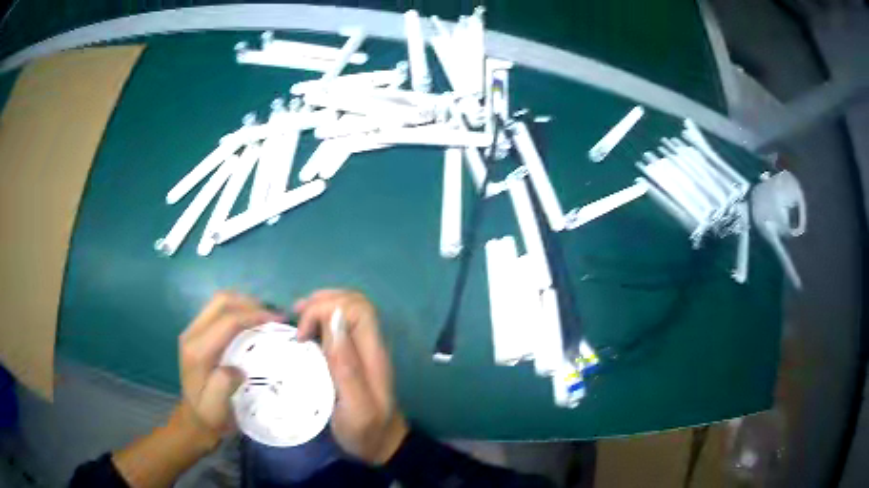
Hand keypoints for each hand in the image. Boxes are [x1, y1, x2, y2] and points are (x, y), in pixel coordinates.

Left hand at [178, 292, 283, 447]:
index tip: (278, 320)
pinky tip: (251, 322)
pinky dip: (238, 310)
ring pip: (219, 302)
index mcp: (197, 351)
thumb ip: (223, 385)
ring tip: (265, 316)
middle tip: (273, 315)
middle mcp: (192, 334)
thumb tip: (238, 368)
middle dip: (249, 303)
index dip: (253, 315)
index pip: (227, 321)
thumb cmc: (209, 415)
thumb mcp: (216, 408)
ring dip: (244, 304)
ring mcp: (194, 331)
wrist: (194, 419)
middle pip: (221, 301)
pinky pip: (219, 311)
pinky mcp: (198, 332)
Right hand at [295, 290, 407, 464]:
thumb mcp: (355, 407)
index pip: (358, 309)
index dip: (327, 309)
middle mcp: (370, 346)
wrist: (381, 446)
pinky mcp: (353, 357)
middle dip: (322, 302)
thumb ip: (346, 366)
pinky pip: (339, 326)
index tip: (303, 334)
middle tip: (296, 320)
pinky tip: (305, 332)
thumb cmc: (366, 432)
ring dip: (320, 307)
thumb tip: (335, 319)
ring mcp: (363, 350)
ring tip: (297, 319)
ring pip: (347, 310)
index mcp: (373, 355)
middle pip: (354, 303)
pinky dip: (320, 320)